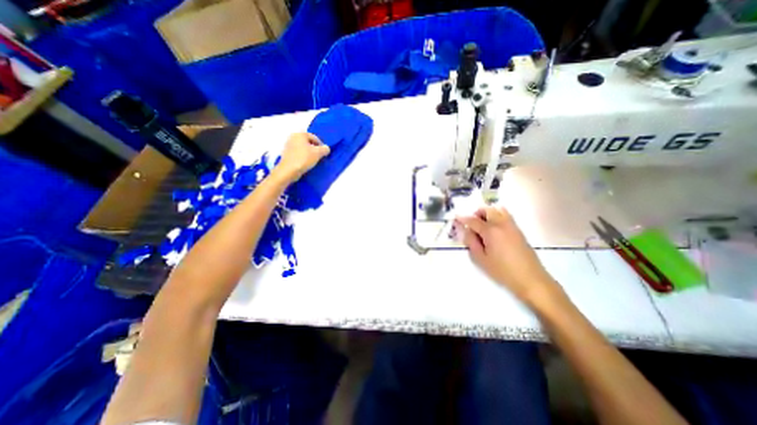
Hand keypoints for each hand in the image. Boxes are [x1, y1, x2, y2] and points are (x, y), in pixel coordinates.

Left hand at [276, 133, 327, 180]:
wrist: (289, 170)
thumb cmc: (304, 158)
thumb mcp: (318, 153)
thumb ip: (325, 149)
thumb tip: (326, 148)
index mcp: (300, 134)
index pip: (315, 137)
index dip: (321, 145)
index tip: (324, 154)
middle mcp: (293, 137)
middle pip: (308, 142)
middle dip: (315, 149)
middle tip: (319, 157)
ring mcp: (288, 145)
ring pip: (303, 148)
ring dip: (309, 153)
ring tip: (313, 161)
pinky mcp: (286, 154)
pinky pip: (298, 153)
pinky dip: (303, 157)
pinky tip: (306, 163)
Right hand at [451, 206, 557, 303]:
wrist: (531, 279)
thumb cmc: (502, 271)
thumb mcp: (481, 259)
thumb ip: (471, 242)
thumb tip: (466, 230)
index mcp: (491, 231)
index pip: (473, 220)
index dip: (463, 218)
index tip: (456, 217)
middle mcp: (502, 224)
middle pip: (487, 210)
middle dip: (477, 213)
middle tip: (471, 224)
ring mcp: (512, 226)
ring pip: (498, 210)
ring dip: (488, 213)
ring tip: (482, 226)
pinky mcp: (519, 231)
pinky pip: (505, 216)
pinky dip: (496, 217)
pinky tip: (493, 231)